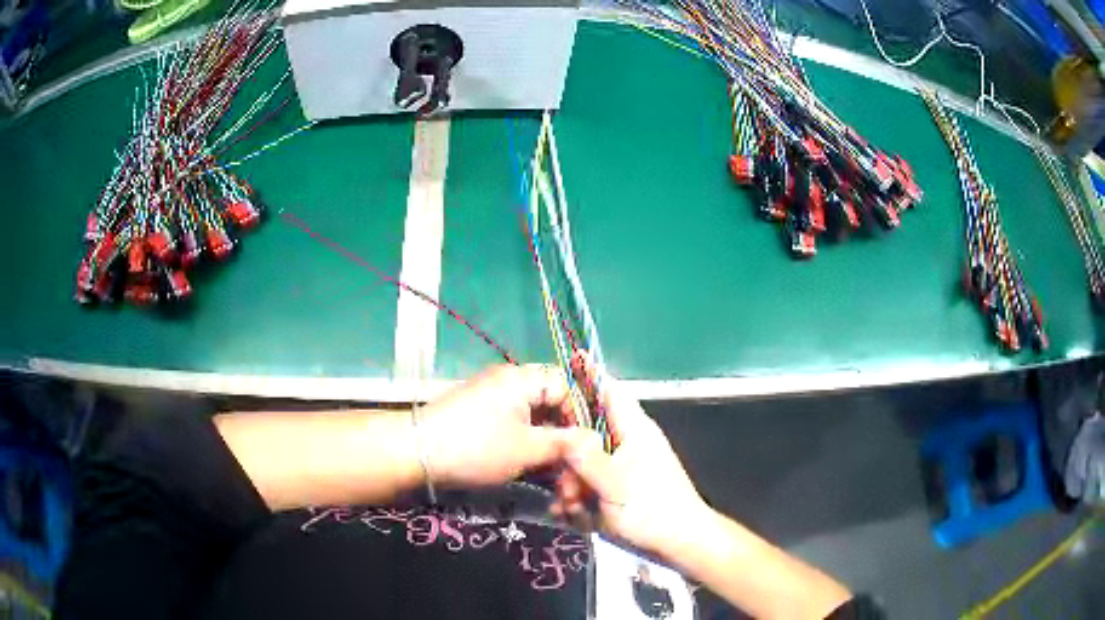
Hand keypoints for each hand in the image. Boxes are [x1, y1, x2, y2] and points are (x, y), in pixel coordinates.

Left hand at [419, 364, 578, 488]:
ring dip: (549, 453)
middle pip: (553, 409)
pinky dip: (530, 454)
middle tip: (573, 473)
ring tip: (559, 483)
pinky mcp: (484, 424)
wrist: (416, 455)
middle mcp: (511, 385)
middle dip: (566, 443)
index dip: (581, 417)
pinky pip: (518, 434)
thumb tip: (595, 443)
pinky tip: (539, 478)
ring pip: (536, 425)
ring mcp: (495, 405)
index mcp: (522, 379)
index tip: (586, 449)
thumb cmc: (476, 447)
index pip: (566, 387)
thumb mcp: (527, 449)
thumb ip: (565, 445)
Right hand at [551, 375, 708, 561]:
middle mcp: (626, 442)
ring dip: (571, 482)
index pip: (606, 390)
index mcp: (633, 429)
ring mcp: (621, 466)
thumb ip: (586, 456)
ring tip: (569, 505)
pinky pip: (589, 483)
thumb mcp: (615, 484)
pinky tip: (570, 514)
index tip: (548, 392)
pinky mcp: (617, 488)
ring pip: (583, 461)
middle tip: (562, 481)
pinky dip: (579, 497)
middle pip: (586, 429)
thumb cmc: (653, 510)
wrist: (680, 544)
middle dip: (567, 454)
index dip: (580, 383)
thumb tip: (561, 431)